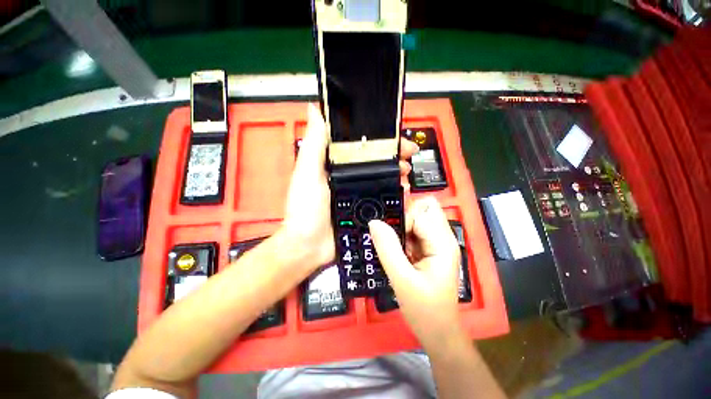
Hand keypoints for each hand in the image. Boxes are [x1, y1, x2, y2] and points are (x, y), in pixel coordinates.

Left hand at [283, 105, 418, 269]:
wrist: (310, 245)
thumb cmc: (305, 209)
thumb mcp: (308, 173)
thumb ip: (314, 144)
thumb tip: (314, 110)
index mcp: (335, 165)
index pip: (359, 145)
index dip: (377, 138)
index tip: (393, 136)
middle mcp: (348, 177)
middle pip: (374, 160)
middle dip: (393, 155)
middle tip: (406, 155)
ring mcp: (358, 193)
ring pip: (382, 178)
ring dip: (396, 173)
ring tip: (406, 171)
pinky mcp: (364, 208)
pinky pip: (383, 197)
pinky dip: (395, 192)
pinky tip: (403, 190)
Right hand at [368, 197, 462, 347]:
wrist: (438, 331)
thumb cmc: (424, 310)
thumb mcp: (402, 280)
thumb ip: (388, 249)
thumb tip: (374, 222)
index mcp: (442, 243)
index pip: (420, 214)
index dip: (402, 221)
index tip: (391, 239)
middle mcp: (443, 238)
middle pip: (424, 210)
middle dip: (404, 218)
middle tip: (392, 239)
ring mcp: (437, 243)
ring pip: (418, 219)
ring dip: (402, 228)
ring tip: (395, 249)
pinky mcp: (430, 249)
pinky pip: (415, 231)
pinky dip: (403, 236)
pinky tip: (398, 253)